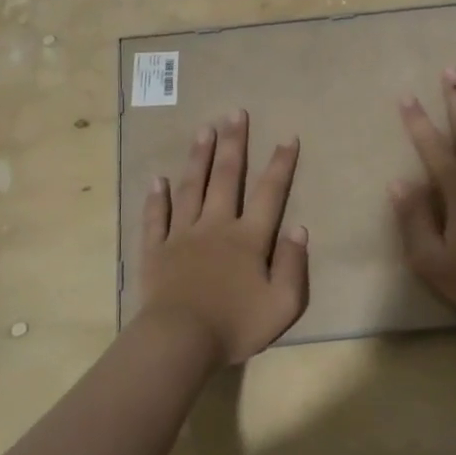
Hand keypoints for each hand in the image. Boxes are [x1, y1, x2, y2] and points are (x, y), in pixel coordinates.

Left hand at [139, 110, 309, 365]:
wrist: (180, 341)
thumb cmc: (235, 325)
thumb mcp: (282, 304)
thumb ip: (293, 265)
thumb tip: (299, 228)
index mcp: (248, 239)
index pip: (269, 193)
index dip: (280, 164)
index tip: (287, 137)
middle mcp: (215, 226)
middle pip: (226, 178)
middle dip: (233, 144)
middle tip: (235, 113)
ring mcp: (182, 236)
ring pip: (191, 188)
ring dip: (198, 158)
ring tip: (204, 130)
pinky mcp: (156, 251)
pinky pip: (156, 218)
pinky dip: (157, 198)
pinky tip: (157, 180)